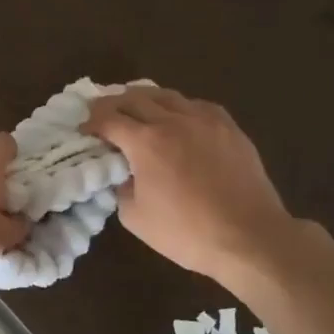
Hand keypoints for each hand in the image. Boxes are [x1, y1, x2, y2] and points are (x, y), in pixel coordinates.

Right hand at [83, 87, 303, 294]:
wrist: (250, 238)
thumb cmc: (187, 233)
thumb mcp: (135, 218)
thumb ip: (121, 188)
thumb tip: (125, 175)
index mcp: (146, 142)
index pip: (108, 119)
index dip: (91, 122)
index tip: (84, 130)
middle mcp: (173, 121)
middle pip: (134, 98)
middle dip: (112, 104)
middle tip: (102, 114)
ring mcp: (205, 121)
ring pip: (166, 95)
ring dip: (144, 99)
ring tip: (136, 108)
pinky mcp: (229, 128)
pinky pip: (197, 105)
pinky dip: (178, 106)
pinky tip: (177, 118)